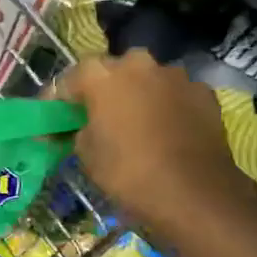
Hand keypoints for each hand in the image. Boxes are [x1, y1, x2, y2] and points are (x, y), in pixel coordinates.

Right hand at [57, 50, 256, 243]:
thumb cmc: (129, 173)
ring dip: (138, 96)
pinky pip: (174, 96)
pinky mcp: (203, 92)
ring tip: (135, 126)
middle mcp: (139, 63)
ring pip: (147, 81)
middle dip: (102, 91)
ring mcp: (175, 75)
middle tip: (97, 118)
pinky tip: (166, 132)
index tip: (53, 120)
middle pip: (112, 72)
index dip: (59, 101)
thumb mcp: (87, 155)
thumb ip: (78, 131)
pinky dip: (167, 108)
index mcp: (102, 75)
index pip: (69, 80)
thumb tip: (80, 127)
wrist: (194, 193)